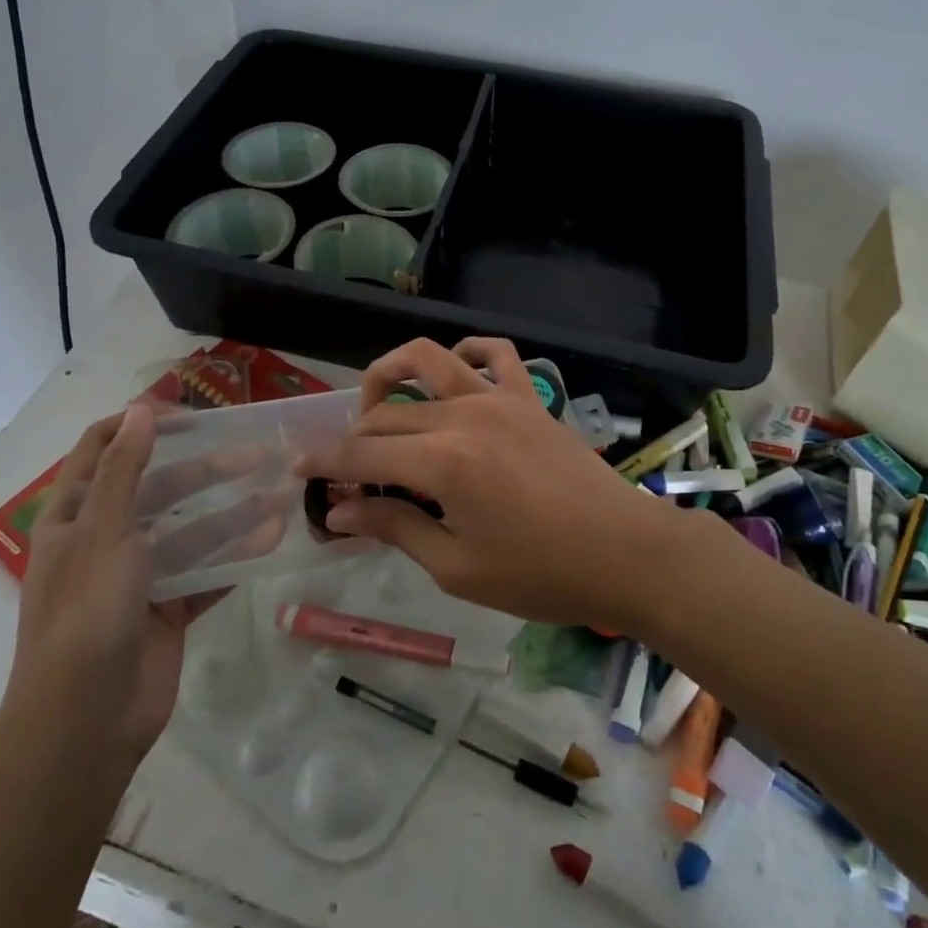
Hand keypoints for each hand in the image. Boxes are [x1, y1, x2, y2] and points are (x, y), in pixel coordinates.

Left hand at [2, 405, 290, 769]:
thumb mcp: (104, 533)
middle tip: (256, 454)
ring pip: (190, 530)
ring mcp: (138, 577)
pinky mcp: (167, 609)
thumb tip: (141, 409)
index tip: (189, 416)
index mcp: (73, 517)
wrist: (85, 724)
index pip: (102, 450)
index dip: (139, 425)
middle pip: (159, 488)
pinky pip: (205, 572)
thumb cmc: (86, 615)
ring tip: (278, 495)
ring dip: (231, 512)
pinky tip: (270, 538)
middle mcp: (104, 540)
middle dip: (206, 469)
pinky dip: (235, 556)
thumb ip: (126, 470)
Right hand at [295, 339, 678, 630]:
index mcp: (442, 462)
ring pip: (429, 360)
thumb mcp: (457, 567)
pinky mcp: (529, 398)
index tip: (301, 471)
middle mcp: (464, 415)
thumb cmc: (541, 575)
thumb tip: (341, 510)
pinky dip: (466, 353)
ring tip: (379, 404)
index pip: (363, 453)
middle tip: (345, 471)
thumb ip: (395, 527)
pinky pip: (495, 353)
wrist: (626, 554)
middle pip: (387, 413)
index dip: (326, 462)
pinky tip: (454, 374)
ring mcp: (499, 398)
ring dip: (392, 373)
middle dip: (354, 438)